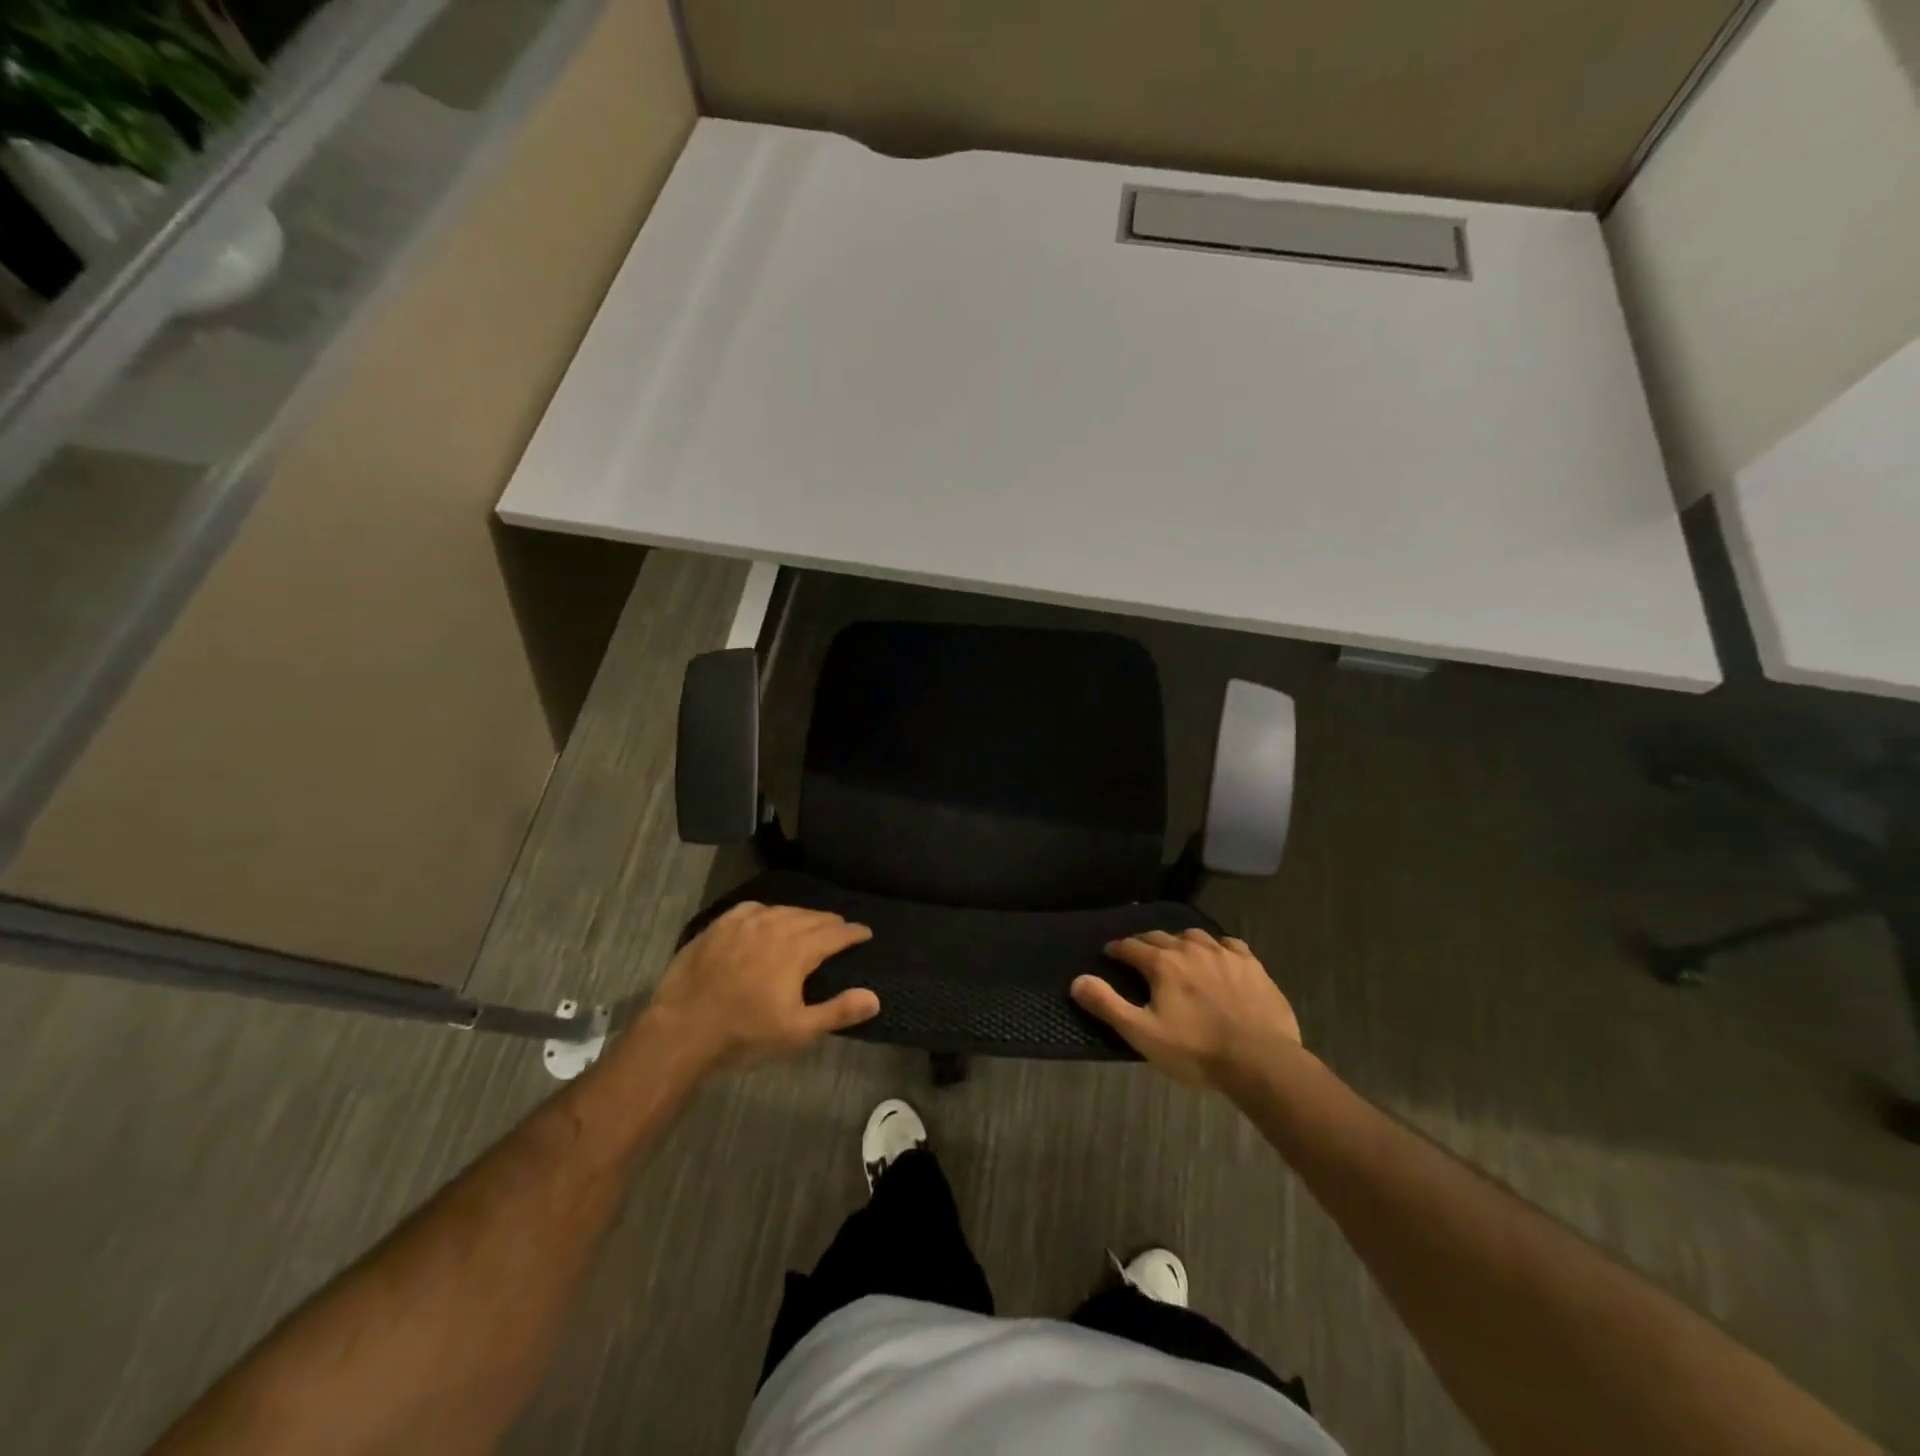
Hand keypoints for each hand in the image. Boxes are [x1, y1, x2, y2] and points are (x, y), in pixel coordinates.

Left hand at [641, 902, 877, 1073]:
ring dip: (801, 916)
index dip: (853, 933)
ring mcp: (744, 923)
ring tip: (809, 923)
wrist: (682, 1029)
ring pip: (783, 911)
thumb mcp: (797, 1031)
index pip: (835, 934)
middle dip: (830, 923)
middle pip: (811, 918)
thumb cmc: (744, 1033)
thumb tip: (874, 997)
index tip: (866, 933)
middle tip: (841, 929)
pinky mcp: (719, 925)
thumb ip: (838, 1011)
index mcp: (798, 950)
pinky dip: (769, 912)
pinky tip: (768, 918)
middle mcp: (775, 926)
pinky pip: (753, 909)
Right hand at [1070, 929, 1301, 1088]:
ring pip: (1194, 935)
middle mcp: (1191, 949)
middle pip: (1161, 936)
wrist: (1261, 1061)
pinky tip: (1217, 955)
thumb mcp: (1143, 1034)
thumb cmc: (1196, 1050)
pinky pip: (1229, 944)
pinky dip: (1216, 946)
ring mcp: (1224, 954)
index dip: (1117, 949)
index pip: (1131, 946)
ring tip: (1176, 952)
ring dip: (1179, 941)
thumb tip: (1077, 980)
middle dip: (1144, 942)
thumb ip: (1107, 1005)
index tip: (1109, 953)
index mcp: (1163, 964)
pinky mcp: (1252, 965)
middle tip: (1137, 953)